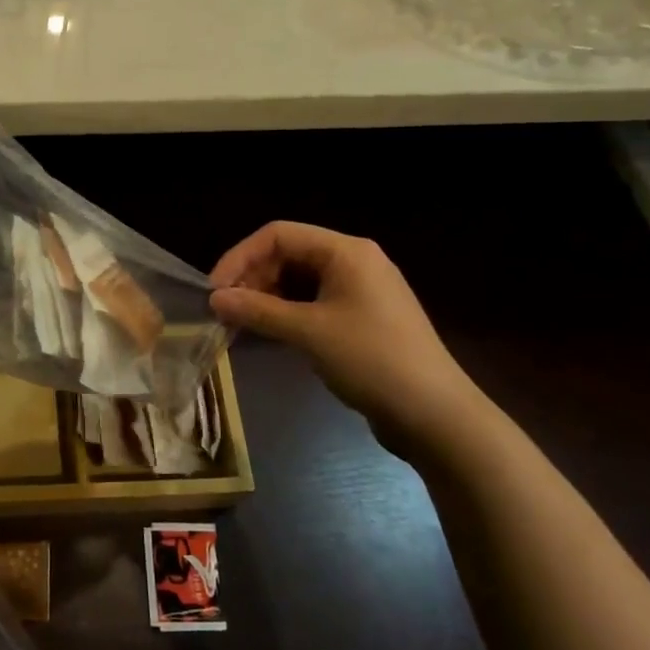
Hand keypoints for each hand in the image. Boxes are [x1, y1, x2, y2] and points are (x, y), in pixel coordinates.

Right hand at [210, 222, 486, 447]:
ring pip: (299, 279)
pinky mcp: (362, 317)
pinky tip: (268, 333)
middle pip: (288, 254)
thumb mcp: (308, 332)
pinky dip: (287, 313)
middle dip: (252, 278)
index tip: (215, 291)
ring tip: (241, 324)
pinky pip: (313, 302)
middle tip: (226, 311)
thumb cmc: (371, 360)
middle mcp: (354, 261)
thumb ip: (257, 310)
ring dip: (266, 297)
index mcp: (346, 251)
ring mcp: (361, 290)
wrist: (435, 414)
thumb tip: (214, 299)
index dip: (240, 257)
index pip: (278, 235)